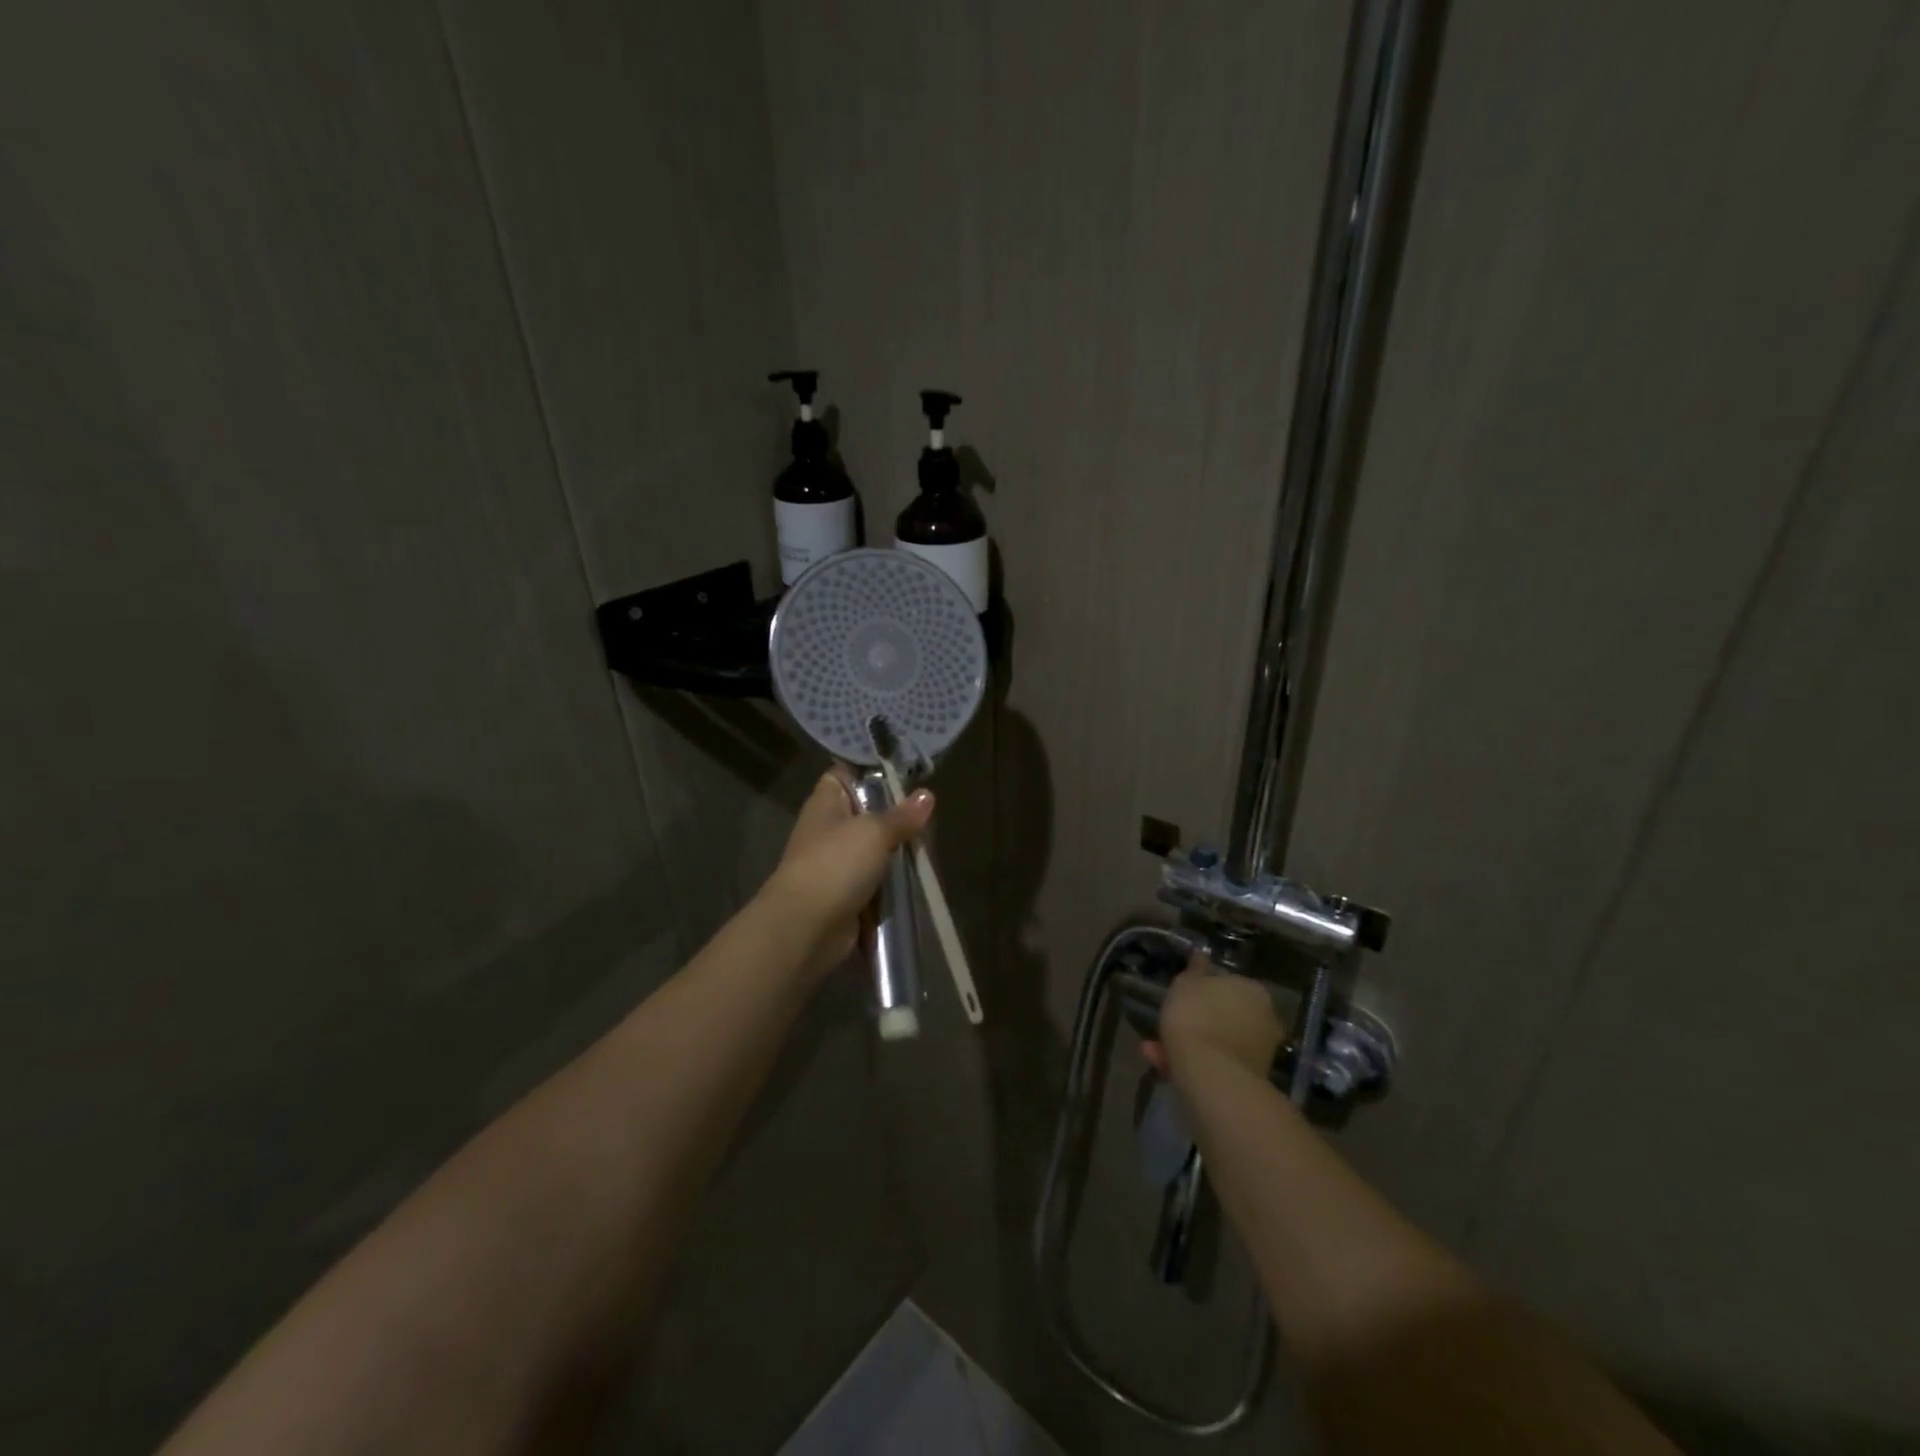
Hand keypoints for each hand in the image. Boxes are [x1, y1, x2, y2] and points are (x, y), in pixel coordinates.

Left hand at [761, 770, 933, 976]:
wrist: (806, 927)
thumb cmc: (836, 865)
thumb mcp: (874, 832)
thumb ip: (901, 816)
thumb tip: (927, 795)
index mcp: (825, 804)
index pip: (844, 775)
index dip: (869, 772)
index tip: (903, 773)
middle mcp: (828, 830)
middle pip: (865, 814)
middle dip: (895, 816)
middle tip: (929, 814)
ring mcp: (836, 864)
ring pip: (873, 850)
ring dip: (896, 852)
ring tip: (929, 845)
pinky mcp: (845, 895)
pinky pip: (874, 881)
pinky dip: (891, 883)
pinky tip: (918, 877)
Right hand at [1142, 954, 1287, 1081]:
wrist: (1211, 1074)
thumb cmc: (1196, 1017)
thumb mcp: (1186, 983)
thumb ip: (1195, 969)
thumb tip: (1202, 954)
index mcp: (1253, 989)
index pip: (1228, 984)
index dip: (1201, 991)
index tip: (1181, 999)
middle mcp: (1266, 1018)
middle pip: (1224, 1015)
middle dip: (1195, 1021)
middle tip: (1168, 1026)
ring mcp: (1261, 1050)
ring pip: (1218, 1041)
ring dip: (1191, 1043)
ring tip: (1157, 1050)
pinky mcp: (1251, 1078)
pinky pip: (1218, 1063)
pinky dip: (1196, 1062)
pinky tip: (1168, 1066)